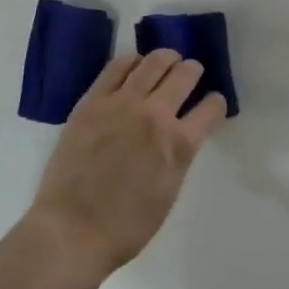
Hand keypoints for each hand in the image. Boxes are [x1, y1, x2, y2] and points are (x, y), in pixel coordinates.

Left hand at [27, 50, 227, 284]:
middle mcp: (155, 115)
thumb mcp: (168, 192)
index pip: (211, 109)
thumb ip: (177, 157)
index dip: (216, 103)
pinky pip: (117, 67)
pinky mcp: (92, 101)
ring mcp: (121, 103)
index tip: (213, 102)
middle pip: (184, 75)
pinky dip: (132, 60)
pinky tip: (135, 63)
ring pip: (152, 62)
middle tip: (191, 72)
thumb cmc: (126, 227)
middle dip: (193, 71)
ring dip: (167, 58)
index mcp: (179, 145)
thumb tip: (178, 137)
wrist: (72, 230)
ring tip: (168, 59)